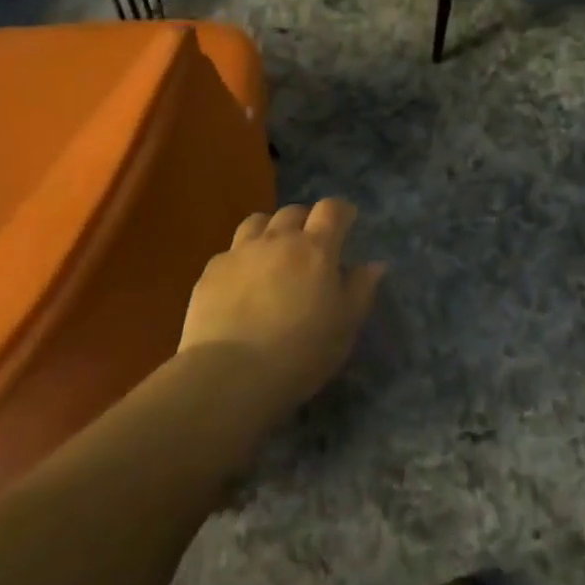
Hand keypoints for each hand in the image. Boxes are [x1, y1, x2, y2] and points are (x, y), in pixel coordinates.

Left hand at [179, 200, 385, 428]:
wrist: (230, 375)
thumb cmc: (301, 352)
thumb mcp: (345, 326)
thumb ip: (361, 289)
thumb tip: (373, 264)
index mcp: (315, 249)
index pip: (331, 209)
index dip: (341, 211)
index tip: (347, 221)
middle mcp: (277, 240)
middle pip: (293, 212)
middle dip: (306, 220)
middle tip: (311, 243)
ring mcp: (240, 253)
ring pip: (257, 222)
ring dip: (271, 230)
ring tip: (274, 253)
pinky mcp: (211, 272)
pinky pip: (230, 252)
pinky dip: (243, 258)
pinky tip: (243, 283)